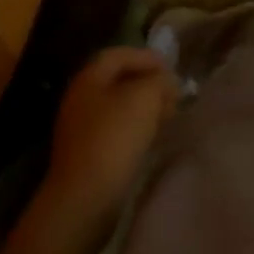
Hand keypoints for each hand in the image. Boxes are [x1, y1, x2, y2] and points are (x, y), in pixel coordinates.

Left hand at [41, 47, 177, 233]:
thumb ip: (159, 80)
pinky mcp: (86, 154)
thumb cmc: (114, 138)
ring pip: (118, 107)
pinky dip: (135, 128)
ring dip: (143, 108)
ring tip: (167, 116)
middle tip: (172, 94)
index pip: (120, 54)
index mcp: (89, 77)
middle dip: (148, 84)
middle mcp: (81, 98)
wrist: (84, 199)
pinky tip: (150, 138)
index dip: (147, 57)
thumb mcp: (144, 97)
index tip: (171, 69)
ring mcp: (80, 128)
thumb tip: (166, 81)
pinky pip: (115, 130)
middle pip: (119, 80)